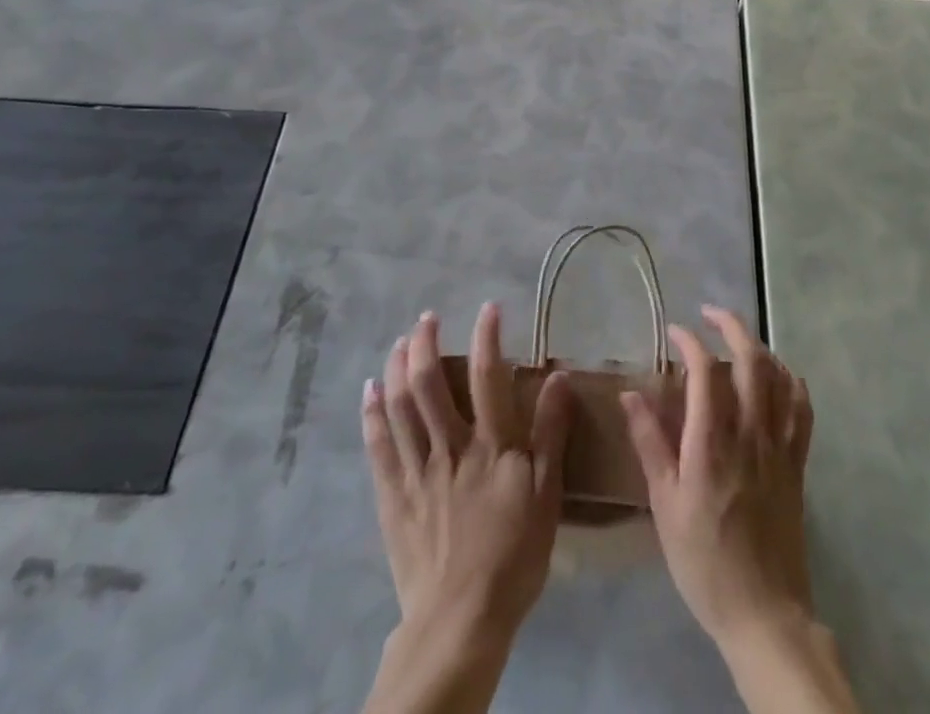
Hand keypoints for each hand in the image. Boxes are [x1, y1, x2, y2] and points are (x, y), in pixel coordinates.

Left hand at [363, 304, 573, 650]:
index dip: (487, 336)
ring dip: (398, 367)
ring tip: (400, 341)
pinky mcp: (392, 495)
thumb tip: (559, 377)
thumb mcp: (547, 494)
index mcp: (491, 445)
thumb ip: (551, 433)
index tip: (488, 308)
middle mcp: (449, 446)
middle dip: (427, 343)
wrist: (461, 621)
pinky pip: (378, 445)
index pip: (488, 376)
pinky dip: (372, 413)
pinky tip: (371, 389)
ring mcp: (416, 470)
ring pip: (400, 406)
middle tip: (427, 318)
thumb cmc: (514, 555)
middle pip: (430, 384)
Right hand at [621, 306, 814, 650]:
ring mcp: (779, 446)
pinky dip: (792, 381)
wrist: (763, 612)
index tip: (675, 332)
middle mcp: (749, 433)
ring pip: (779, 377)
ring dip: (759, 347)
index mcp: (711, 442)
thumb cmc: (704, 560)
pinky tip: (780, 375)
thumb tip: (630, 393)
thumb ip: (650, 443)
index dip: (690, 342)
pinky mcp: (797, 463)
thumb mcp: (664, 505)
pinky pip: (802, 409)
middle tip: (710, 314)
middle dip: (731, 326)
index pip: (706, 371)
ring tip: (739, 339)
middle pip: (751, 360)